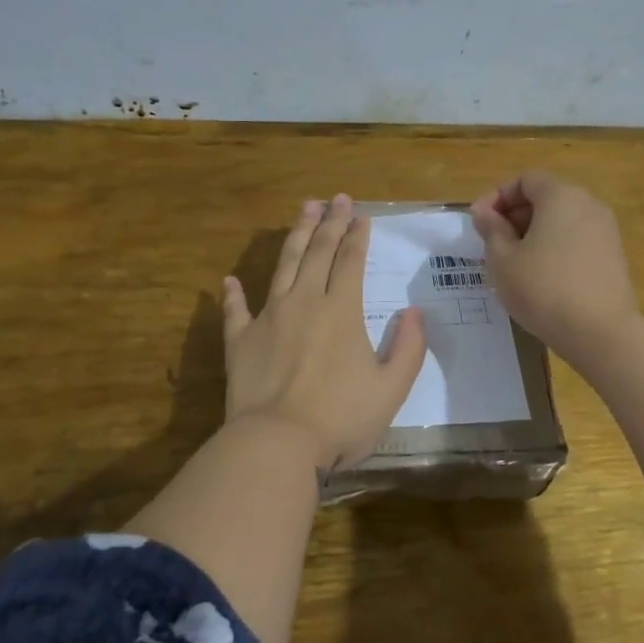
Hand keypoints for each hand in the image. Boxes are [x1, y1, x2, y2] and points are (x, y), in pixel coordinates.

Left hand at [222, 195, 426, 469]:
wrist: (277, 443)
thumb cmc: (341, 418)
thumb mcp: (391, 388)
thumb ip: (408, 348)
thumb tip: (414, 312)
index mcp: (342, 311)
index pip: (351, 261)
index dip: (357, 236)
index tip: (361, 215)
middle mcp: (304, 302)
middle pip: (317, 252)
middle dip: (329, 223)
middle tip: (335, 199)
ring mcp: (268, 318)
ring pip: (283, 266)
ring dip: (294, 236)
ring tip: (303, 211)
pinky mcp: (240, 341)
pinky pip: (235, 310)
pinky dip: (233, 295)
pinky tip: (229, 280)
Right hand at [471, 170, 642, 361]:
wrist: (601, 332)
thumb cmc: (543, 289)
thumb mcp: (502, 260)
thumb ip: (491, 229)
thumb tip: (485, 212)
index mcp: (561, 196)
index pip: (526, 179)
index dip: (498, 196)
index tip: (479, 222)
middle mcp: (588, 204)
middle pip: (546, 197)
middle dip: (515, 214)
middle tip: (492, 243)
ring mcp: (606, 230)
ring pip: (562, 220)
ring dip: (535, 233)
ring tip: (514, 262)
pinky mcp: (614, 256)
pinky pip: (577, 240)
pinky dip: (556, 247)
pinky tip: (541, 277)